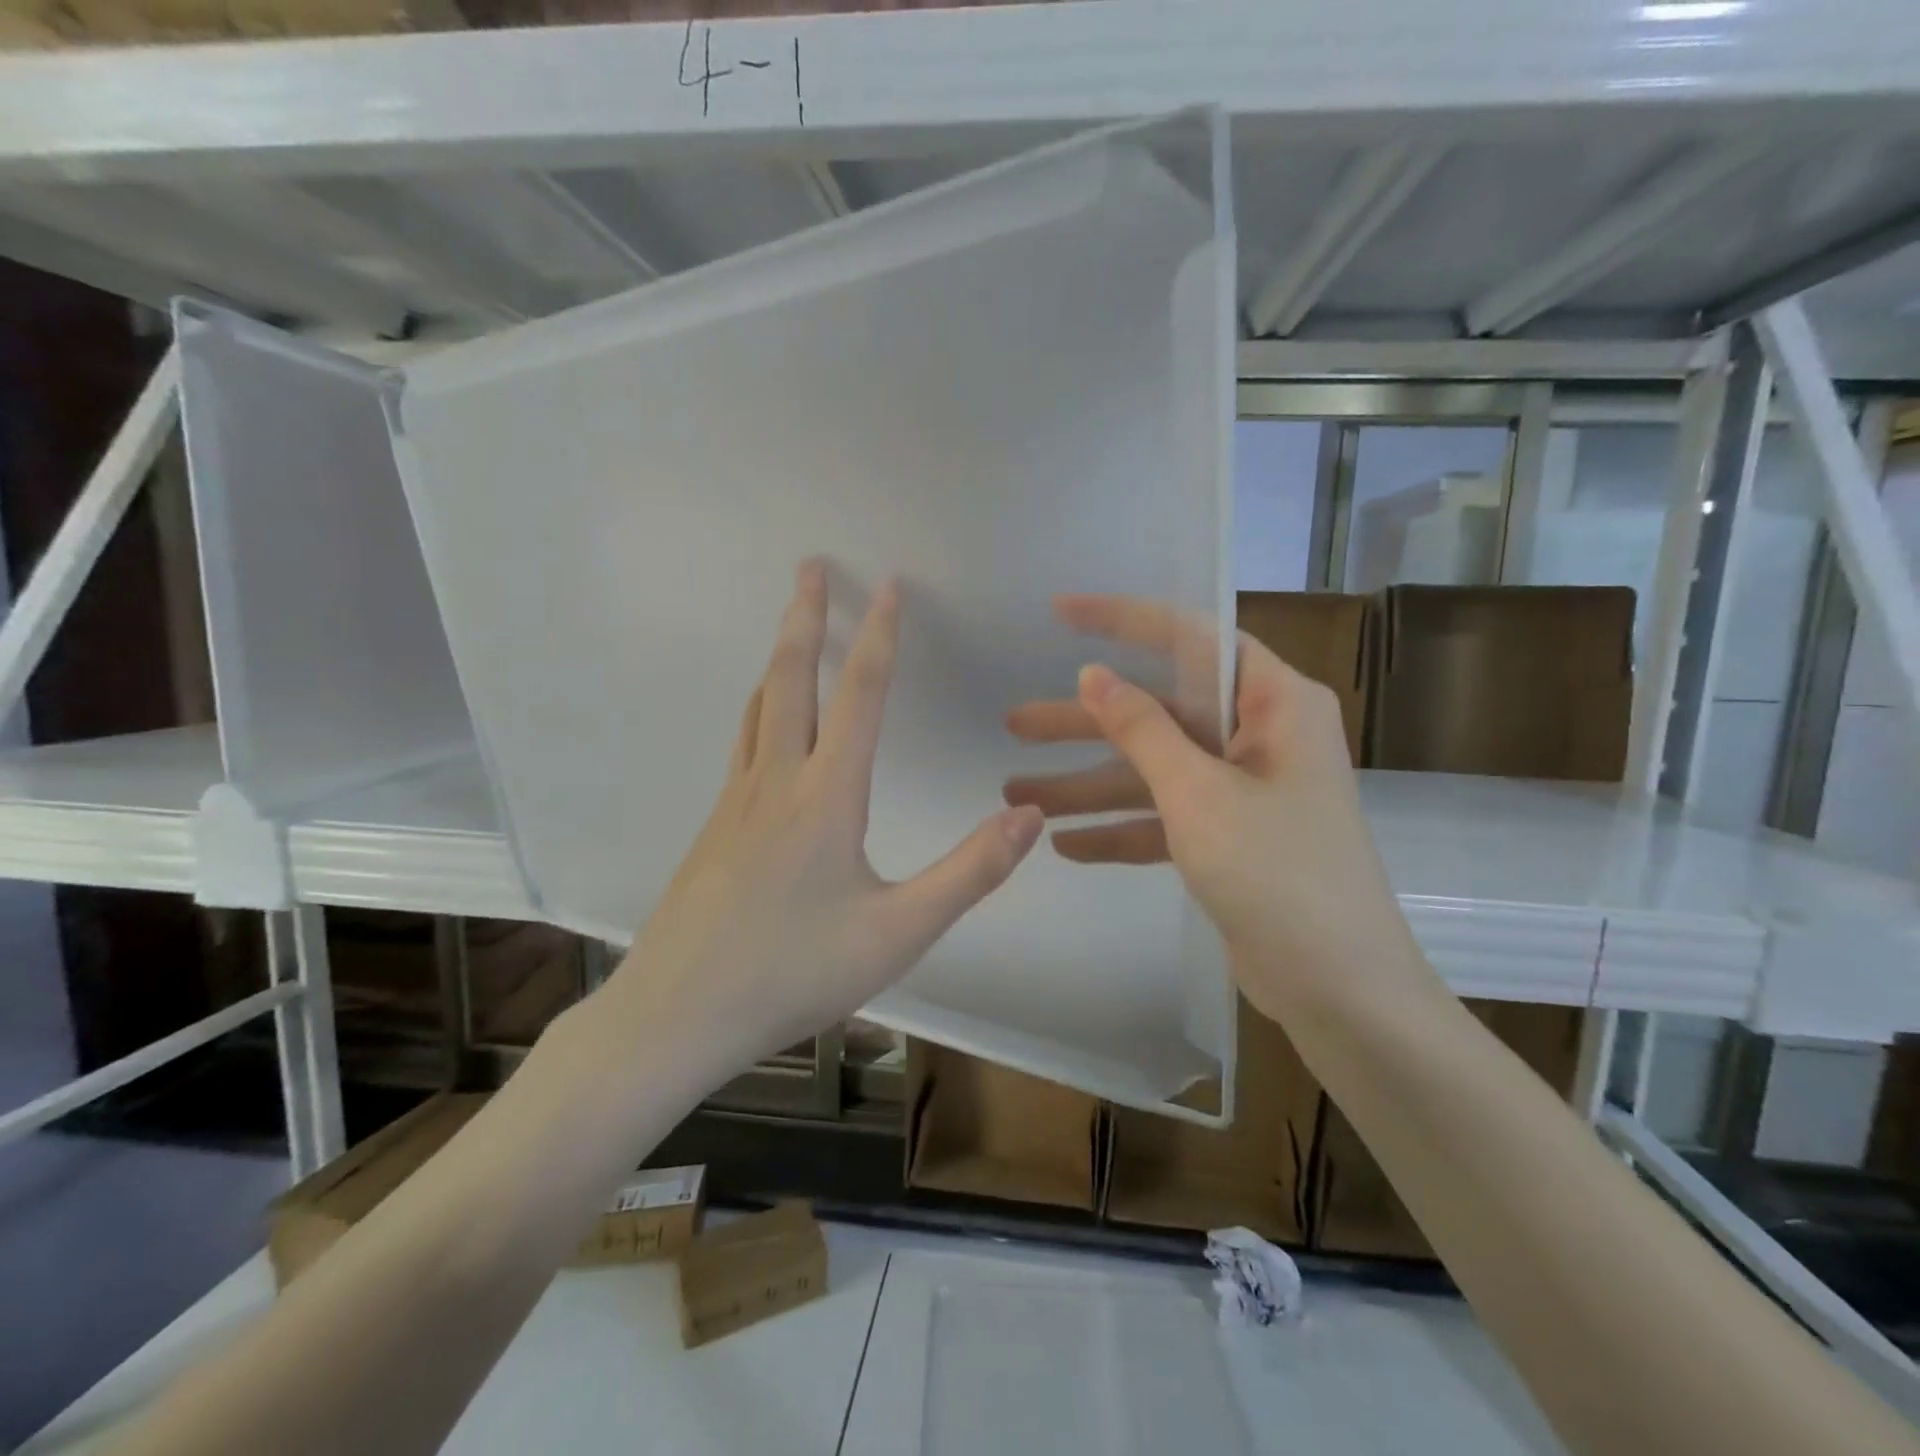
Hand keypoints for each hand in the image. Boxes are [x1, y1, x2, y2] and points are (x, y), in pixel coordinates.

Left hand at [604, 561, 1044, 1079]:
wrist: (677, 1013)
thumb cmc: (793, 972)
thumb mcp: (899, 932)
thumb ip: (970, 871)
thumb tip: (1031, 815)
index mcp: (825, 796)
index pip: (860, 694)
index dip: (879, 635)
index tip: (889, 585)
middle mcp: (776, 781)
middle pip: (790, 678)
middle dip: (805, 615)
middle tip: (811, 566)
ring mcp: (735, 801)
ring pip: (759, 706)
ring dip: (780, 656)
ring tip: (793, 627)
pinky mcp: (715, 826)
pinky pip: (744, 742)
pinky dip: (763, 705)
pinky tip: (769, 723)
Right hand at [1004, 595, 1439, 1023]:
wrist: (1340, 990)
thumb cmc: (1277, 873)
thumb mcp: (1199, 793)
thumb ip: (1143, 729)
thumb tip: (1094, 674)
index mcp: (1274, 703)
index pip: (1192, 639)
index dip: (1123, 620)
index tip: (1061, 613)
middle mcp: (1261, 736)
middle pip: (1159, 713)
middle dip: (1084, 725)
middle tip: (1014, 723)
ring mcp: (1244, 791)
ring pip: (1153, 771)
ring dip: (1087, 785)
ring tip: (1015, 795)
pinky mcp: (1230, 839)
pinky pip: (1163, 819)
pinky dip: (1119, 829)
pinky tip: (1064, 845)